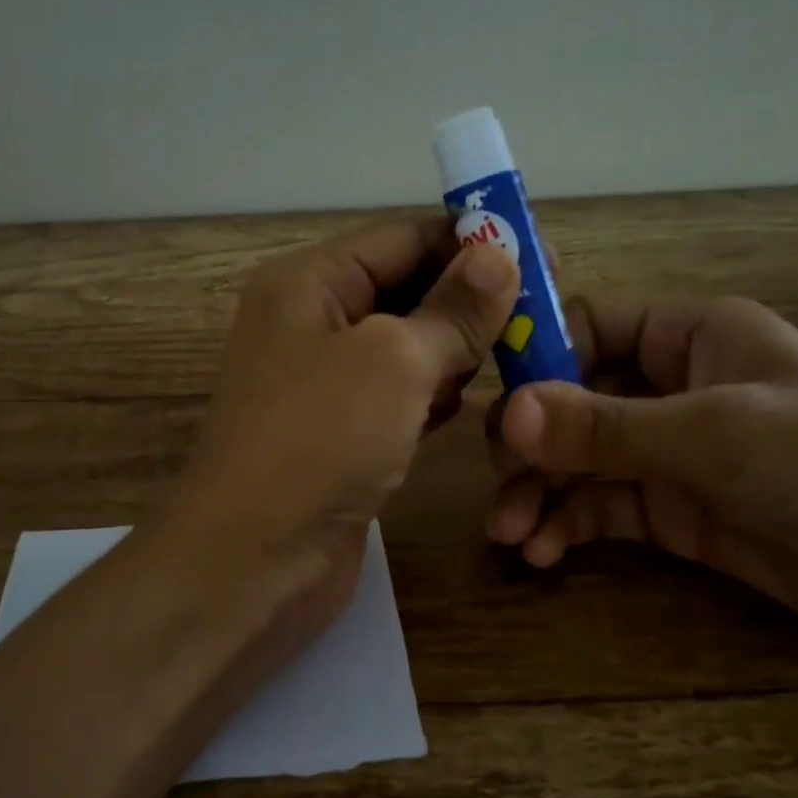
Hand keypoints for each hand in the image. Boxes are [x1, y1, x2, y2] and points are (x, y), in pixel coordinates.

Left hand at [171, 216, 518, 648]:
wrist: (253, 559)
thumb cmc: (319, 440)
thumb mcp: (394, 360)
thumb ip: (451, 309)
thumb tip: (499, 255)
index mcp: (309, 283)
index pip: (401, 237)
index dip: (470, 241)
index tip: (540, 254)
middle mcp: (311, 324)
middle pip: (406, 290)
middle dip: (469, 299)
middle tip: (544, 310)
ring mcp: (325, 384)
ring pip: (407, 347)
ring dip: (457, 350)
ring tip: (518, 353)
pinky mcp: (341, 435)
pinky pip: (400, 397)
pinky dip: (435, 395)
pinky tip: (469, 403)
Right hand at [487, 295, 797, 647]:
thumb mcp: (714, 436)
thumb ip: (605, 427)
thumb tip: (507, 415)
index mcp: (688, 336)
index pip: (590, 328)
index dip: (539, 359)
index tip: (495, 403)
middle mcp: (672, 386)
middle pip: (572, 402)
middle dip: (531, 445)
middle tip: (499, 485)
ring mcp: (671, 452)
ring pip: (580, 461)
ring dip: (542, 493)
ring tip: (512, 533)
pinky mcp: (675, 511)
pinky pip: (603, 508)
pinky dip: (570, 526)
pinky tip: (545, 552)